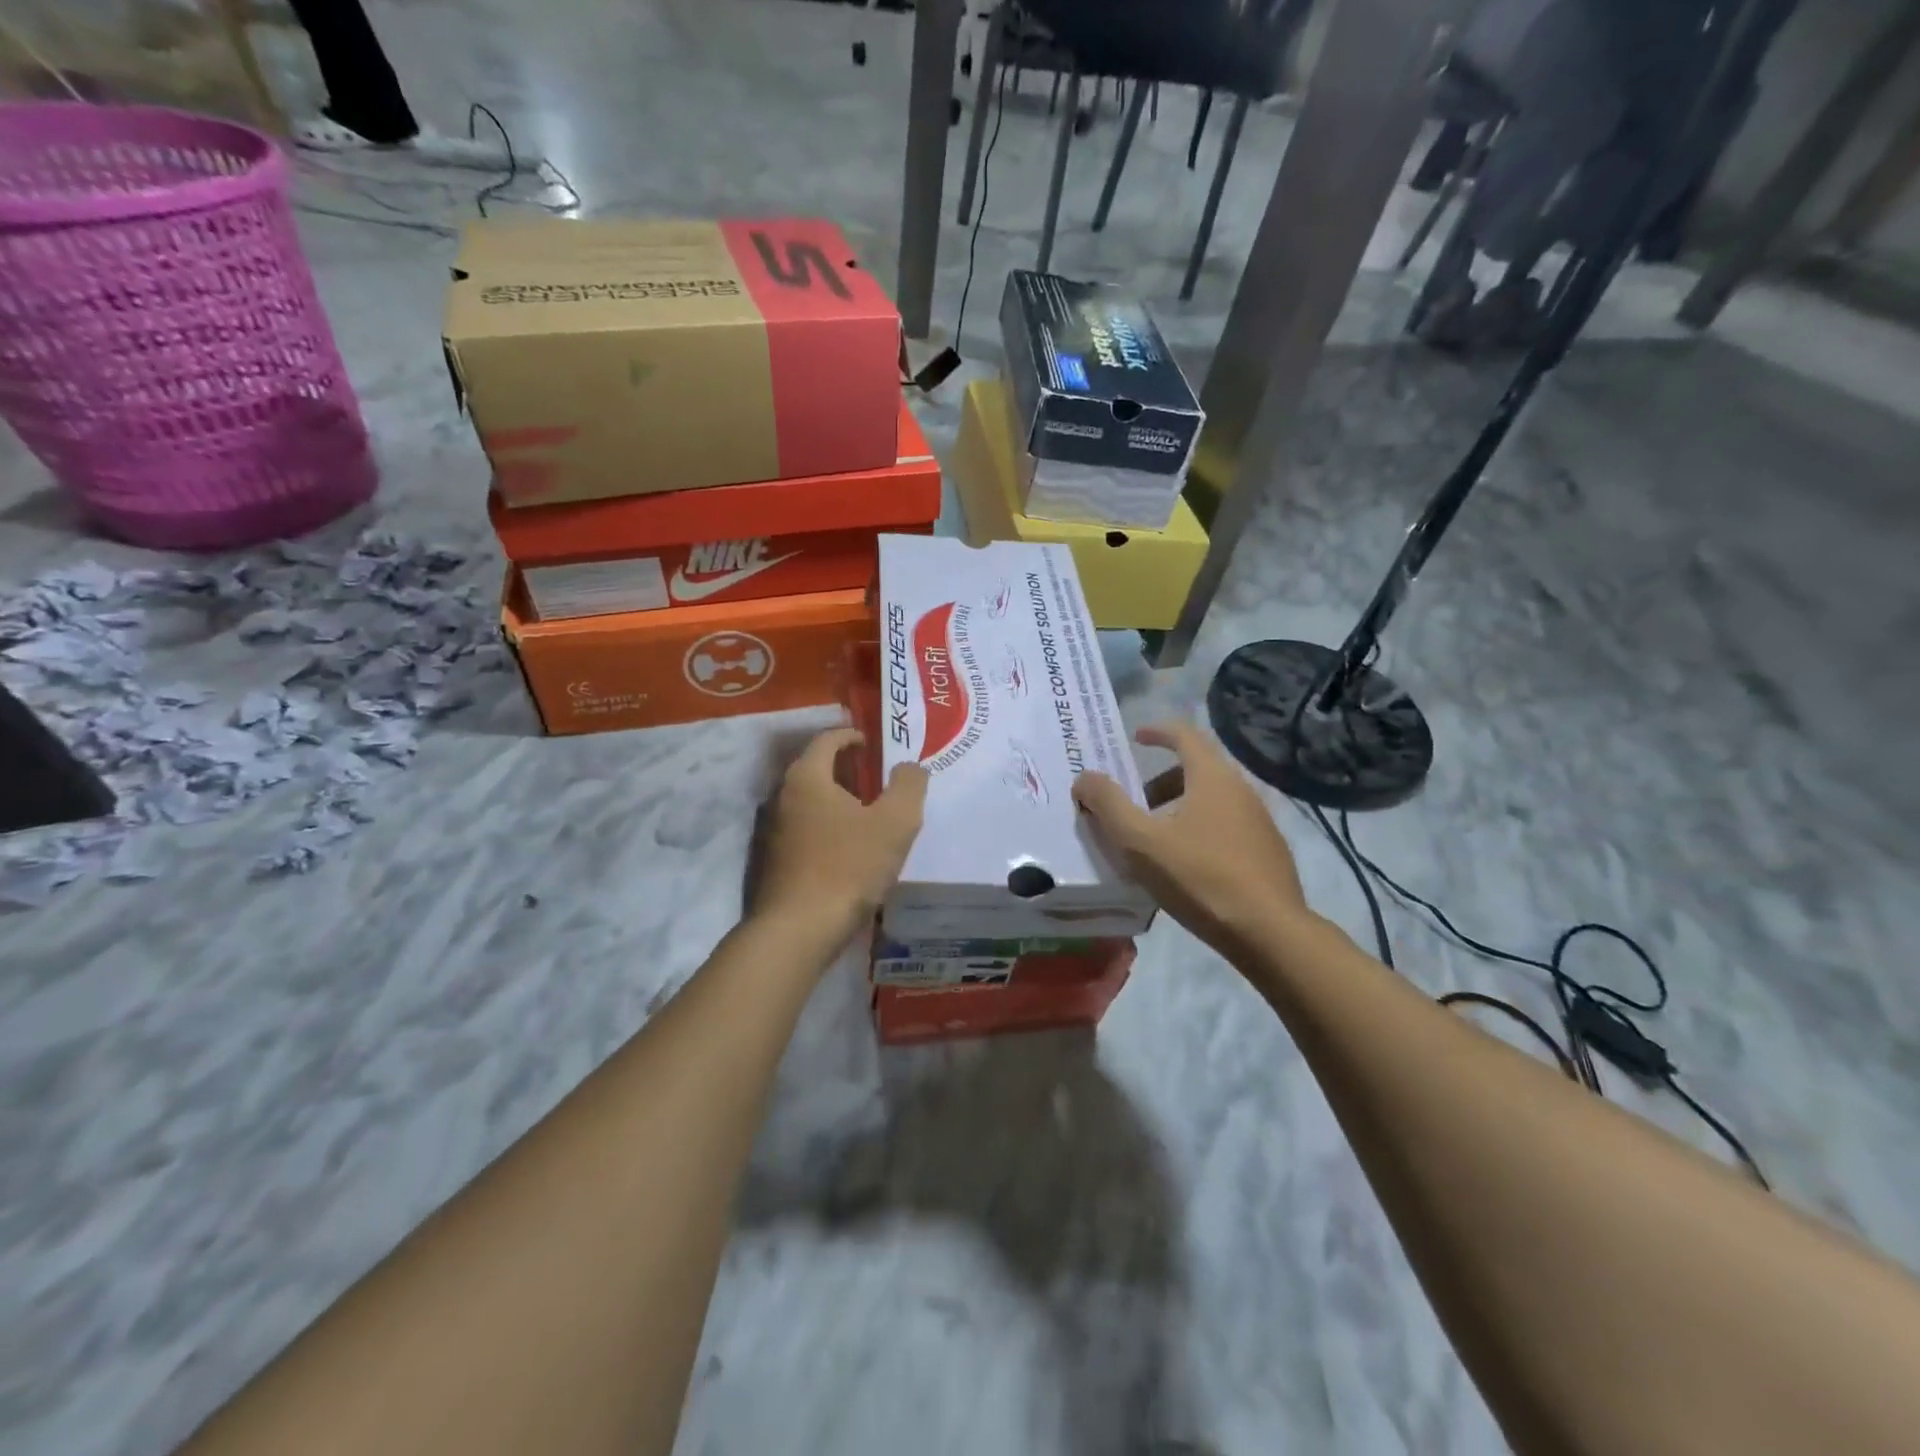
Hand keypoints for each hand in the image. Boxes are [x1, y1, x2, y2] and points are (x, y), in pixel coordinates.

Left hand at [752, 728, 928, 948]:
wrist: (799, 929)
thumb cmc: (849, 866)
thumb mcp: (895, 822)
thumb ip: (908, 786)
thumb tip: (909, 767)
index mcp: (807, 777)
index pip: (827, 740)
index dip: (851, 736)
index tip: (871, 744)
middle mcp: (783, 796)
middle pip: (815, 769)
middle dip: (845, 769)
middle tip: (876, 778)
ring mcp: (773, 831)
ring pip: (809, 802)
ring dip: (836, 801)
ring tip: (867, 814)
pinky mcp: (773, 862)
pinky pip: (804, 830)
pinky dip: (826, 828)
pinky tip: (848, 849)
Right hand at [1073, 721, 1308, 954]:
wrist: (1269, 932)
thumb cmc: (1200, 877)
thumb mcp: (1140, 842)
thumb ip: (1108, 805)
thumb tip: (1085, 777)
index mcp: (1212, 777)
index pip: (1185, 734)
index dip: (1157, 731)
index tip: (1136, 738)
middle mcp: (1241, 789)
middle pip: (1197, 769)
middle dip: (1160, 779)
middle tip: (1135, 801)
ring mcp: (1260, 821)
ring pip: (1212, 800)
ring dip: (1179, 807)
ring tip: (1155, 839)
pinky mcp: (1269, 851)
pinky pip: (1227, 825)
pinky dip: (1200, 829)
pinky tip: (1186, 866)